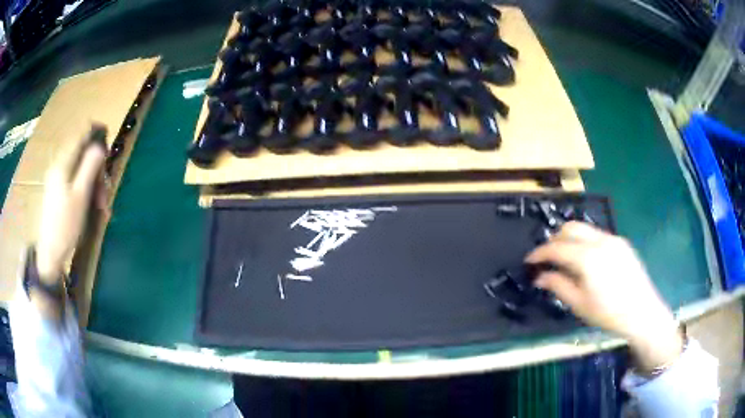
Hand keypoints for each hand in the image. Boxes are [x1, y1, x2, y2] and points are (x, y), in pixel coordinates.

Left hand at [36, 125, 107, 282]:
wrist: (50, 255)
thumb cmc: (65, 226)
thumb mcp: (80, 196)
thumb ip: (90, 166)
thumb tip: (100, 146)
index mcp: (63, 163)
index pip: (81, 135)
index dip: (96, 136)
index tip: (108, 148)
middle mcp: (59, 167)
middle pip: (83, 156)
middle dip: (97, 171)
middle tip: (105, 194)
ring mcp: (57, 180)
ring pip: (81, 171)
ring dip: (94, 185)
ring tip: (101, 208)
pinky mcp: (58, 192)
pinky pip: (75, 183)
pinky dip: (86, 192)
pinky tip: (93, 209)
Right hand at [526, 222, 683, 372]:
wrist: (642, 311)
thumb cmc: (608, 313)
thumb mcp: (579, 304)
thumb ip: (558, 285)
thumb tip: (539, 277)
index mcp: (588, 257)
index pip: (557, 247)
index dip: (539, 253)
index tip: (528, 261)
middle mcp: (600, 240)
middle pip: (570, 228)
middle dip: (554, 240)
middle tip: (546, 258)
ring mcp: (613, 239)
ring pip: (584, 229)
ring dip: (570, 239)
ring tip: (565, 259)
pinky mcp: (621, 242)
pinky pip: (597, 235)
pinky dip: (584, 242)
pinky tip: (586, 260)